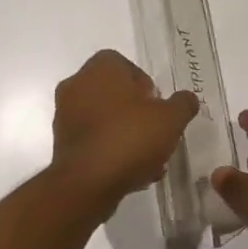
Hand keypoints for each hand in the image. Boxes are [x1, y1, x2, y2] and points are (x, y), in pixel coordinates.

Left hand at [51, 50, 198, 213]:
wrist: (87, 184)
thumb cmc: (130, 138)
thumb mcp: (171, 119)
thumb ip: (182, 104)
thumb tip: (186, 99)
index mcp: (100, 68)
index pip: (124, 64)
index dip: (145, 83)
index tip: (158, 105)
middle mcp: (77, 85)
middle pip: (114, 92)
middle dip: (136, 110)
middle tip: (155, 130)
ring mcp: (64, 116)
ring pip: (104, 118)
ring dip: (125, 132)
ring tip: (148, 158)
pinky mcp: (61, 145)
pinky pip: (93, 140)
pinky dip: (110, 150)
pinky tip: (132, 171)